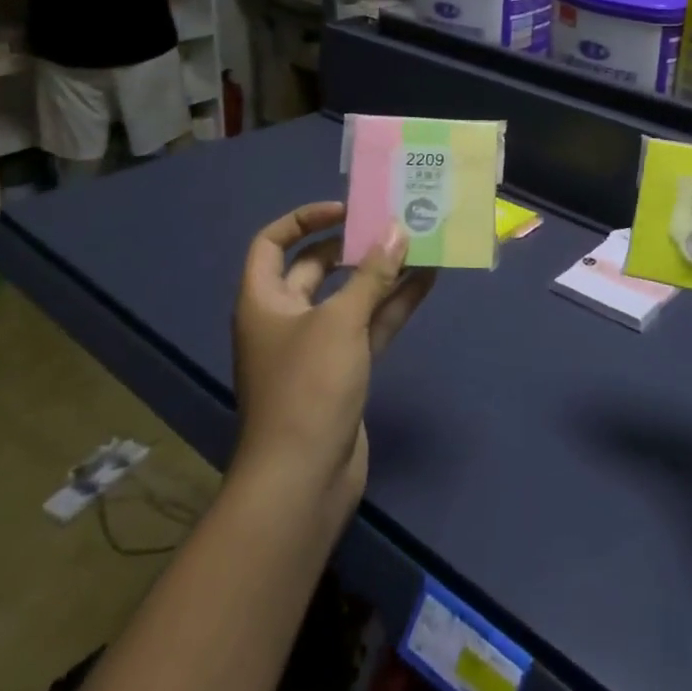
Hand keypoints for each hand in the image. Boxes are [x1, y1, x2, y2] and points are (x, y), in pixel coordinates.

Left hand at [231, 202, 434, 511]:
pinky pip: (369, 325)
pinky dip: (393, 304)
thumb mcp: (340, 321)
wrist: (301, 480)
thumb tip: (397, 230)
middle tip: (394, 224)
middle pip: (317, 267)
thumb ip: (372, 274)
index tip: (347, 210)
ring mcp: (316, 346)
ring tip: (421, 244)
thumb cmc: (307, 388)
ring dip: (383, 273)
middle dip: (355, 245)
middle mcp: (286, 318)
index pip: (273, 243)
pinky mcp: (343, 370)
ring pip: (351, 296)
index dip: (305, 219)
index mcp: (264, 300)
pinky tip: (427, 281)